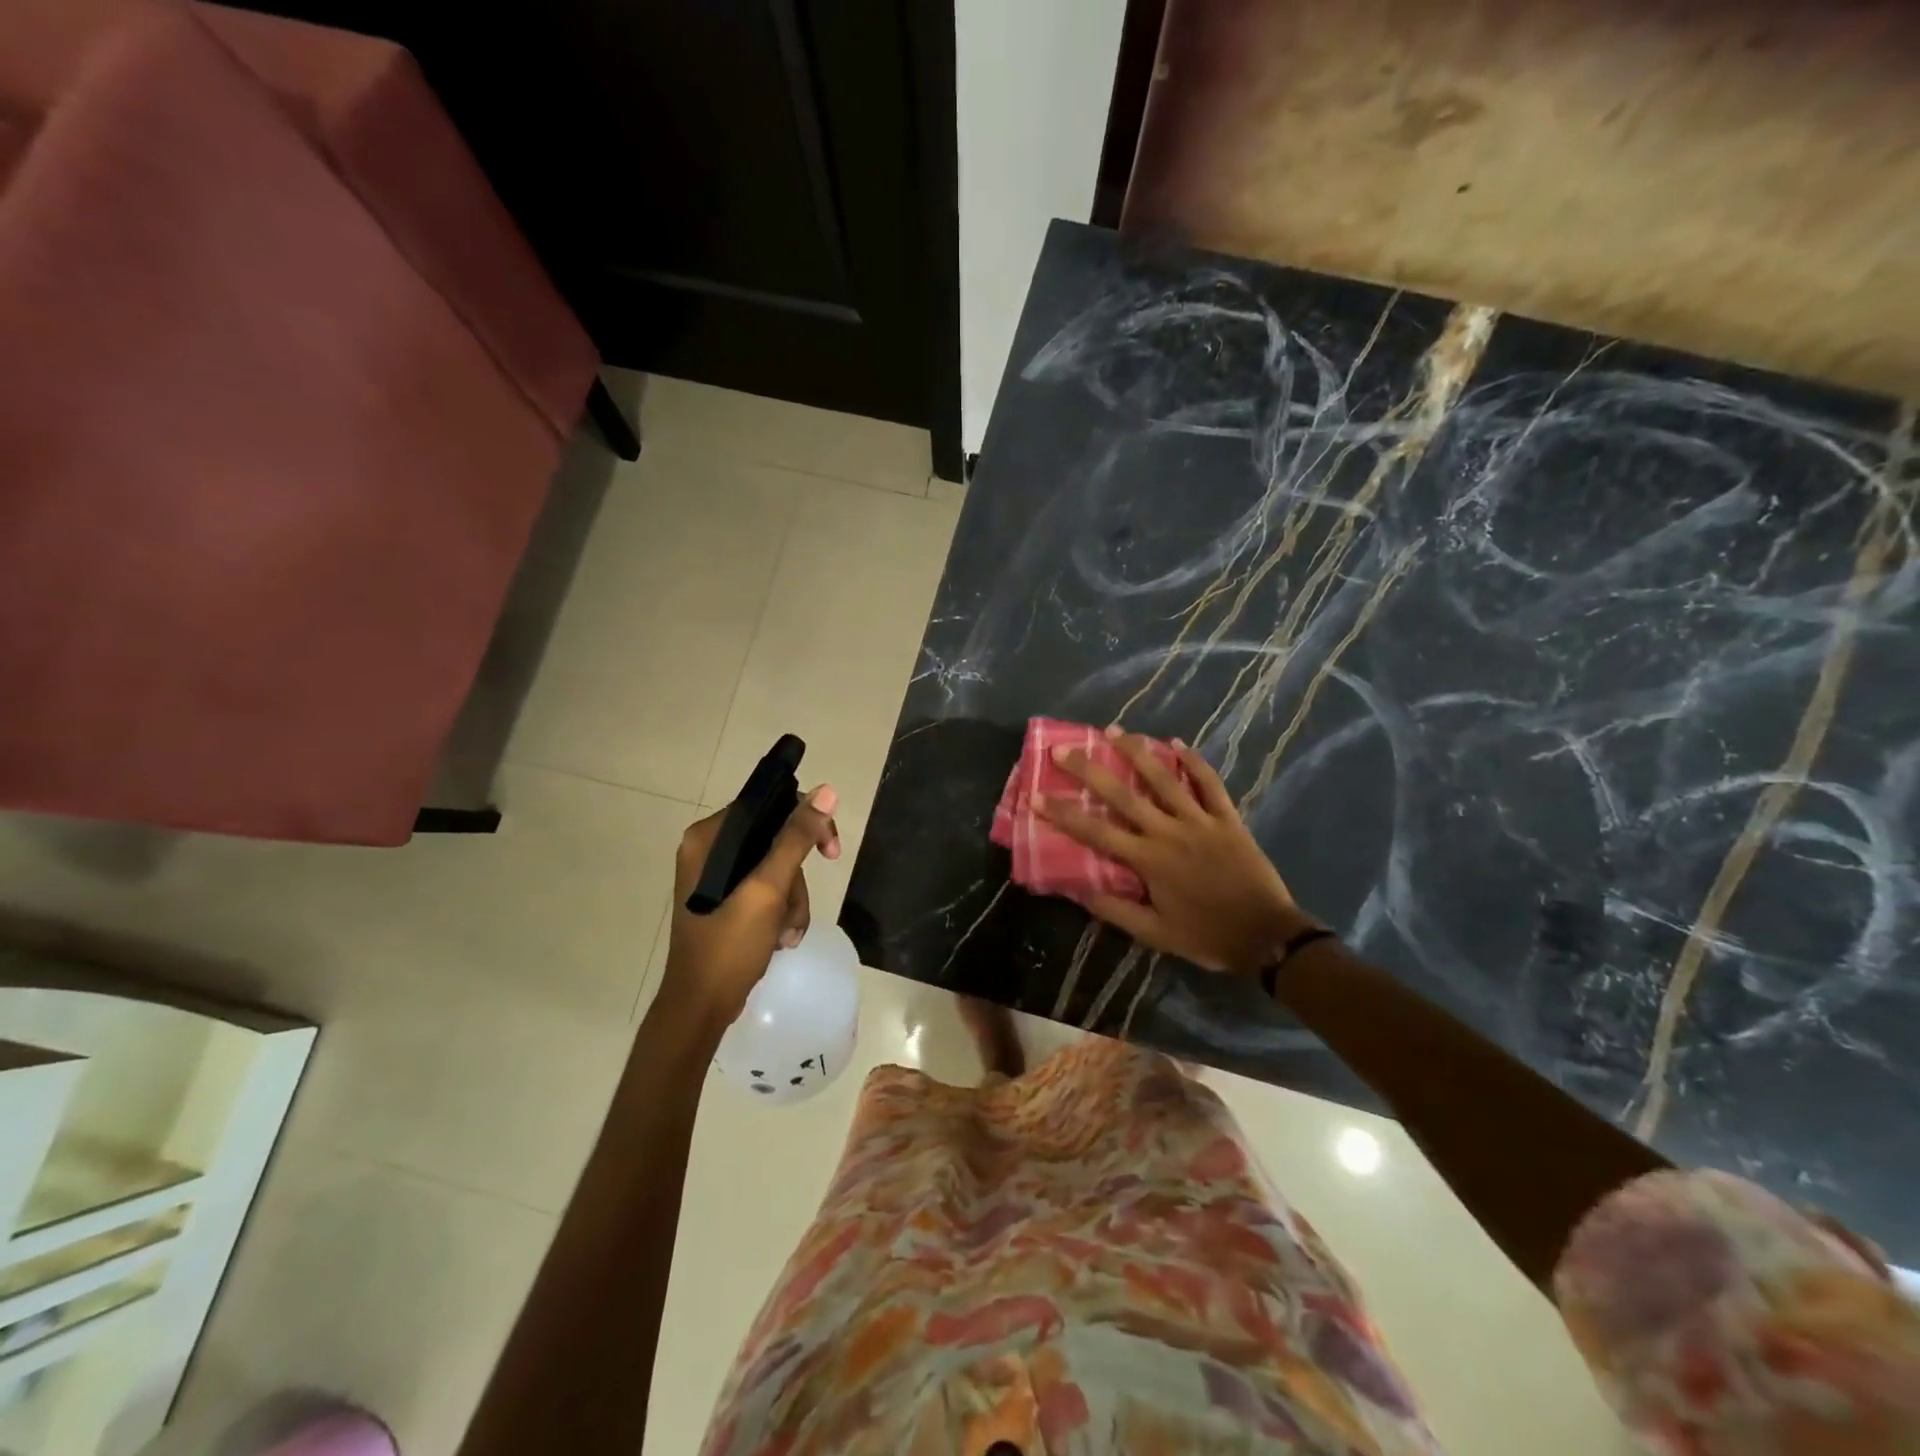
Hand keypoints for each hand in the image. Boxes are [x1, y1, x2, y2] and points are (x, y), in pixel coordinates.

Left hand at [664, 785, 840, 1020]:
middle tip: (800, 907)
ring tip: (786, 933)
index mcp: (709, 837)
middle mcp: (710, 850)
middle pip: (776, 839)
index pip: (768, 805)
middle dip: (796, 879)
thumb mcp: (768, 889)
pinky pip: (767, 891)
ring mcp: (717, 877)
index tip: (830, 852)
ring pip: (777, 869)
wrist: (701, 1007)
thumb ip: (796, 839)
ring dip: (792, 902)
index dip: (805, 823)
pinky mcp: (726, 901)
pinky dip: (781, 913)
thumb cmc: (729, 945)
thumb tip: (826, 791)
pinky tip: (779, 939)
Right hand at [1037, 730, 1314, 973]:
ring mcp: (1200, 821)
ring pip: (1165, 779)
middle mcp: (1169, 832)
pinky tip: (1177, 744)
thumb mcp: (1155, 934)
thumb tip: (1079, 890)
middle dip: (1090, 771)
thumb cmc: (1206, 936)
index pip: (1096, 833)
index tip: (1037, 796)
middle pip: (1124, 794)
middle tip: (1064, 749)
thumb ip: (1117, 910)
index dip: (1064, 814)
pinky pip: (1210, 784)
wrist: (1266, 936)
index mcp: (1148, 860)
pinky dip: (1194, 762)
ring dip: (1138, 753)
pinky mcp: (1228, 819)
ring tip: (1115, 731)